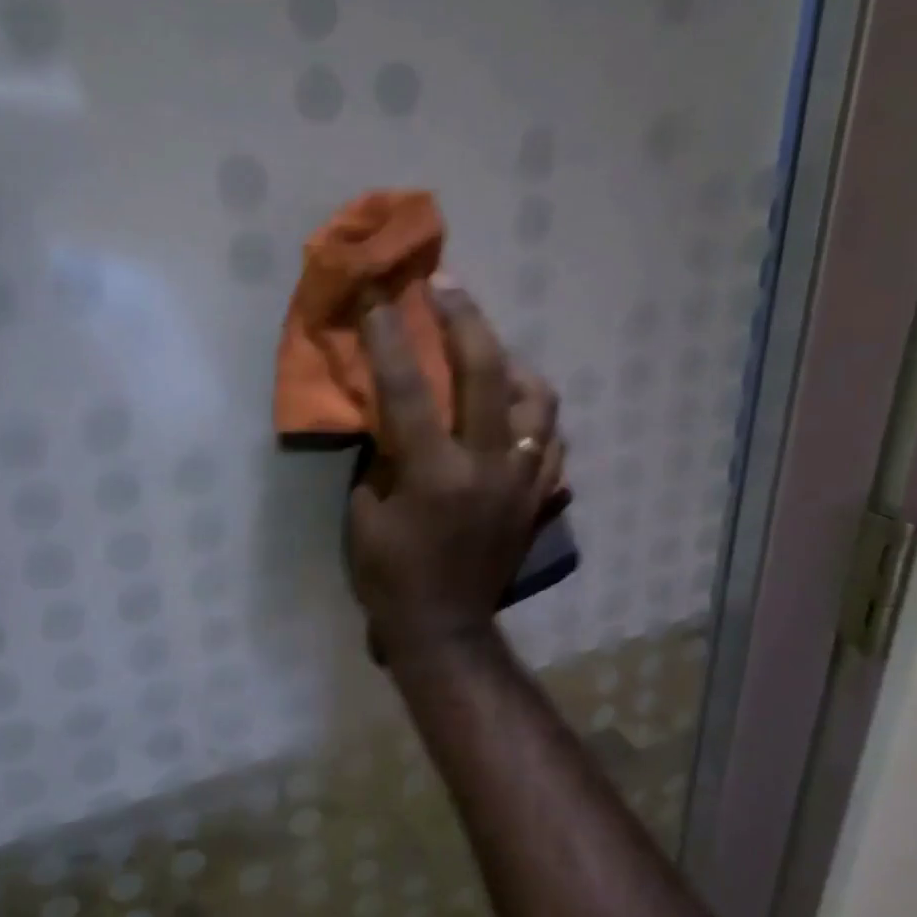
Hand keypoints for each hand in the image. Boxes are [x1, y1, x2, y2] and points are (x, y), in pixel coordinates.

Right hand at [348, 277, 565, 659]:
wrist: (445, 629)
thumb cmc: (391, 576)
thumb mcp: (364, 515)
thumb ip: (380, 458)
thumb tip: (390, 416)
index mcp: (434, 474)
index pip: (409, 389)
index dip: (390, 337)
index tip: (381, 295)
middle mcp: (487, 467)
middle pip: (487, 373)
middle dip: (464, 320)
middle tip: (447, 287)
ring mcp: (523, 481)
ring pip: (538, 401)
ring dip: (513, 365)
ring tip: (491, 354)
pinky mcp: (539, 497)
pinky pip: (551, 439)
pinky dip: (534, 415)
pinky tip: (515, 408)